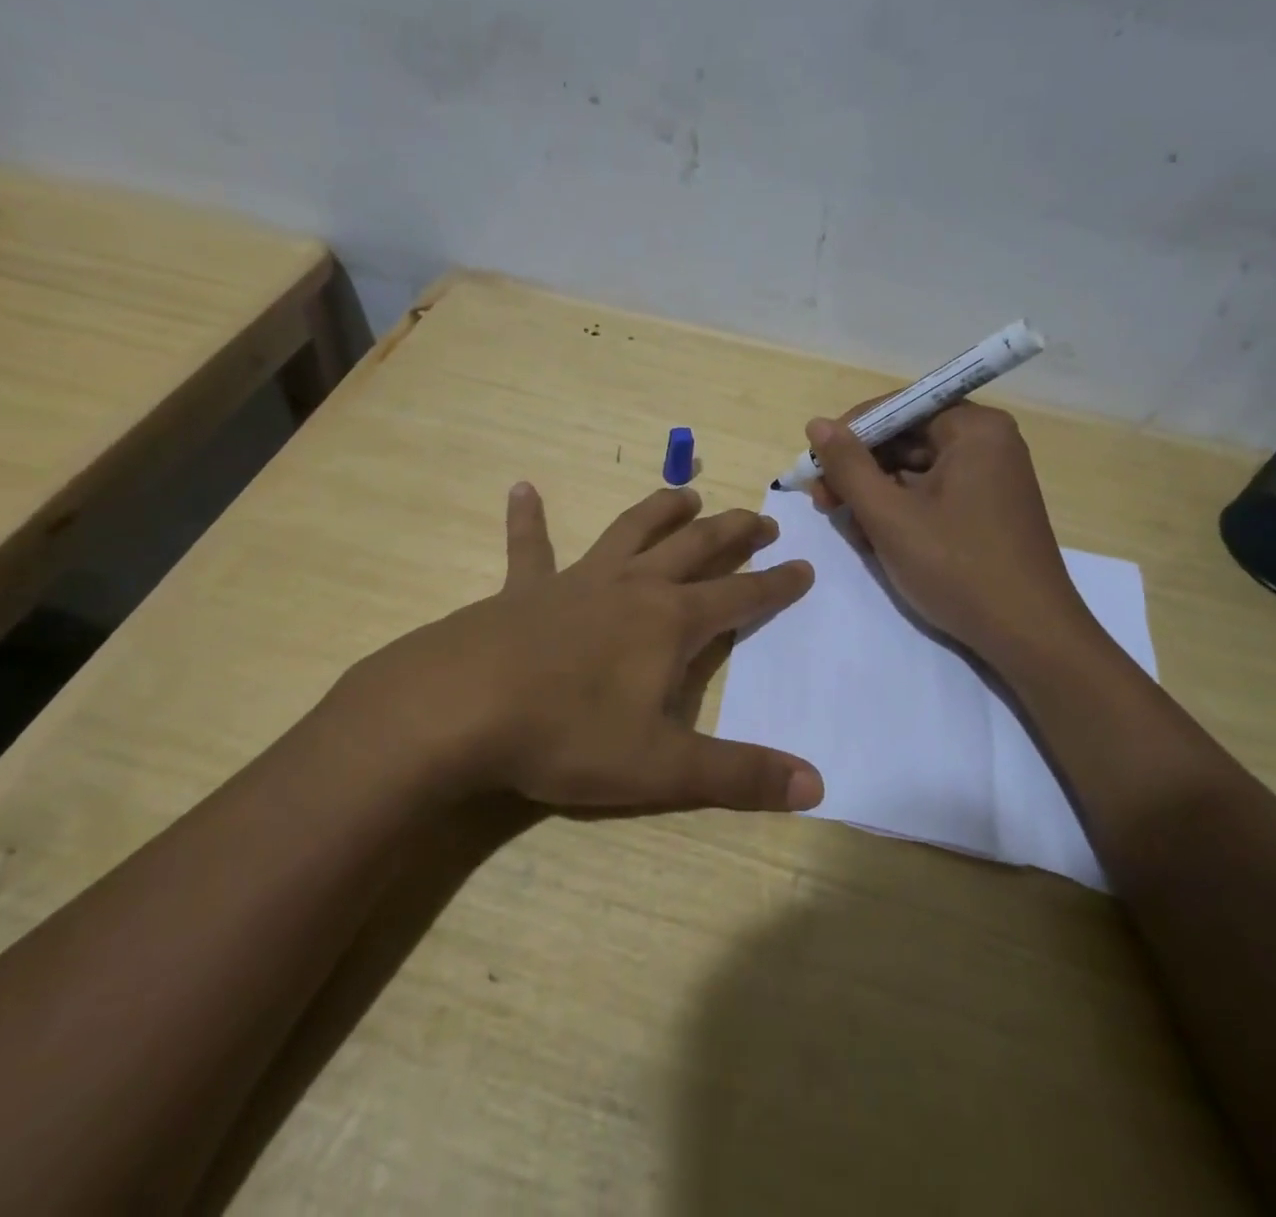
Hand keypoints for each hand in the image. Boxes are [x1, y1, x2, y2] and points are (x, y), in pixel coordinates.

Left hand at [336, 483, 823, 815]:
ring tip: (686, 494)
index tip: (804, 565)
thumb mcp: (660, 766)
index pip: (739, 596)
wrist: (459, 709)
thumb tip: (816, 786)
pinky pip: (529, 546)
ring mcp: (575, 581)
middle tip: (760, 520)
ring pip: (630, 531)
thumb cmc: (566, 735)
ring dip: (661, 510)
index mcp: (669, 622)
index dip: (776, 584)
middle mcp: (630, 587)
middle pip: (694, 548)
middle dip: (732, 532)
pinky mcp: (523, 589)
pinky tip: (522, 489)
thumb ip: (739, 776)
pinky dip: (529, 518)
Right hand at [805, 403, 1100, 659]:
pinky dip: (901, 511)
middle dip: (860, 469)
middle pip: (906, 439)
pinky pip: (933, 494)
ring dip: (876, 494)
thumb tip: (817, 423)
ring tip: (847, 526)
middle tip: (822, 500)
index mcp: (974, 429)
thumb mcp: (890, 516)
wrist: (1029, 636)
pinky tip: (876, 539)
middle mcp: (988, 443)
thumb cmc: (957, 567)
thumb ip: (848, 466)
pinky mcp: (987, 510)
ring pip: (915, 471)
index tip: (815, 464)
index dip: (850, 433)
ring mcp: (991, 478)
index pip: (898, 408)